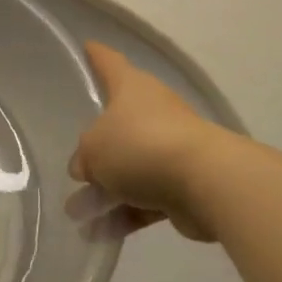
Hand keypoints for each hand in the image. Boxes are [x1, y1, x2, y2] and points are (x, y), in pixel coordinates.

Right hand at [68, 42, 242, 242]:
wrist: (208, 183)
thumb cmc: (142, 146)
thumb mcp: (94, 149)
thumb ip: (84, 158)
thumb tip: (86, 170)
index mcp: (131, 88)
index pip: (108, 62)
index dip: (95, 55)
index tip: (85, 47)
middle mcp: (152, 112)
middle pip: (117, 123)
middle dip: (95, 146)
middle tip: (73, 163)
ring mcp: (169, 149)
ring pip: (130, 168)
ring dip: (105, 191)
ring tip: (76, 214)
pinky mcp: (183, 186)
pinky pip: (145, 198)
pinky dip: (125, 213)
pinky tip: (100, 233)